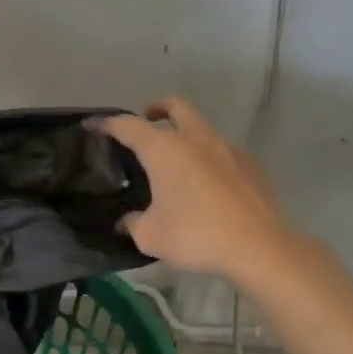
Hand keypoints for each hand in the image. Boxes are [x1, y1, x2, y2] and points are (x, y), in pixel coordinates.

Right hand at [95, 97, 289, 277]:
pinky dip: (207, 156)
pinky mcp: (250, 166)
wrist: (260, 247)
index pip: (128, 125)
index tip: (92, 125)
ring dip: (185, 133)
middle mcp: (195, 139)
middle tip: (146, 122)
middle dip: (157, 108)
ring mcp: (227, 149)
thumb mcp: (151, 236)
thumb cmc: (196, 235)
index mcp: (164, 149)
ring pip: (201, 127)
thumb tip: (127, 221)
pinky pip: (221, 150)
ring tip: (175, 162)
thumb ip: (134, 223)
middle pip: (175, 106)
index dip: (107, 123)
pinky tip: (205, 184)